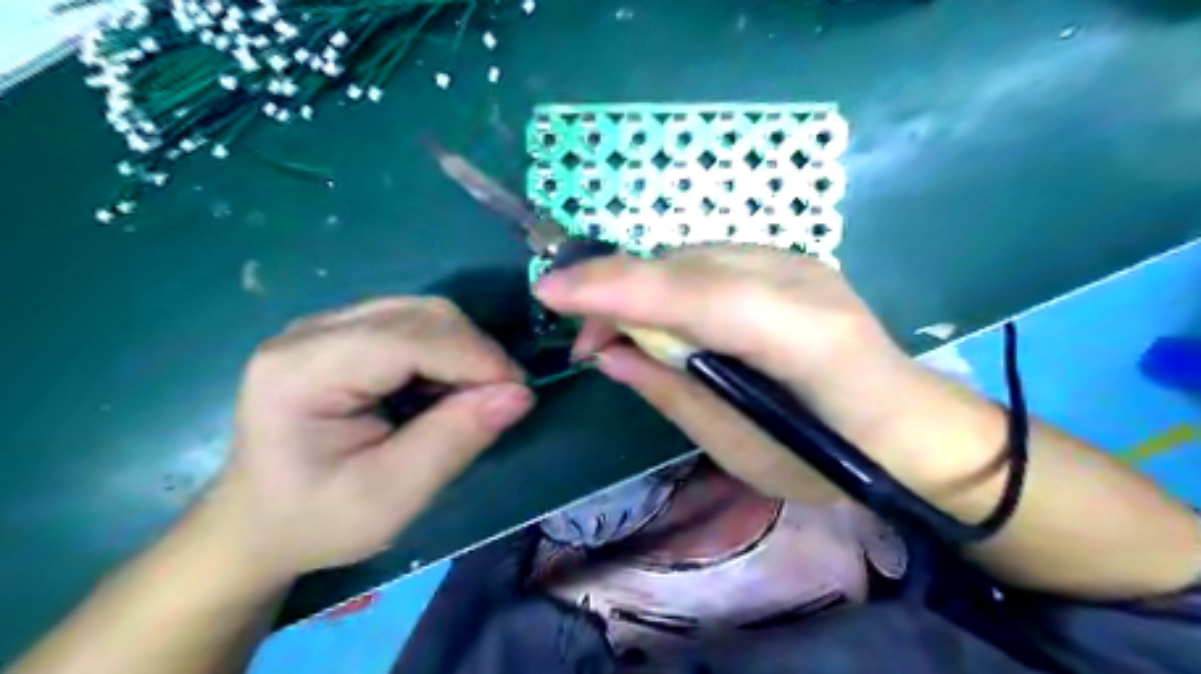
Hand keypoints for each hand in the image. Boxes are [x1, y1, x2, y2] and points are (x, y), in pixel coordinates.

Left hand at [205, 298, 529, 580]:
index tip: (518, 393)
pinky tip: (441, 388)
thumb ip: (455, 439)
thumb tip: (519, 393)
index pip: (409, 338)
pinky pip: (414, 323)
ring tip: (469, 398)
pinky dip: (445, 351)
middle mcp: (310, 333)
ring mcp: (324, 327)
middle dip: (474, 352)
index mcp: (302, 372)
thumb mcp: (392, 496)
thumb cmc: (318, 519)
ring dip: (463, 350)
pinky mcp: (342, 333)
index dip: (474, 357)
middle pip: (420, 315)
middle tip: (499, 399)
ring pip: (423, 313)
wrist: (260, 522)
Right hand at [534, 245, 920, 499]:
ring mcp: (800, 261)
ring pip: (692, 256)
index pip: (696, 295)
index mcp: (806, 340)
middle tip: (584, 341)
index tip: (548, 291)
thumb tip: (609, 353)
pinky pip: (710, 261)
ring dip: (641, 287)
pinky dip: (670, 285)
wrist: (912, 427)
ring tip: (616, 333)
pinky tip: (662, 319)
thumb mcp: (742, 451)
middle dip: (618, 291)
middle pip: (687, 265)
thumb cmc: (831, 462)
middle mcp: (803, 281)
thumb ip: (673, 393)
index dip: (617, 288)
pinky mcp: (792, 261)